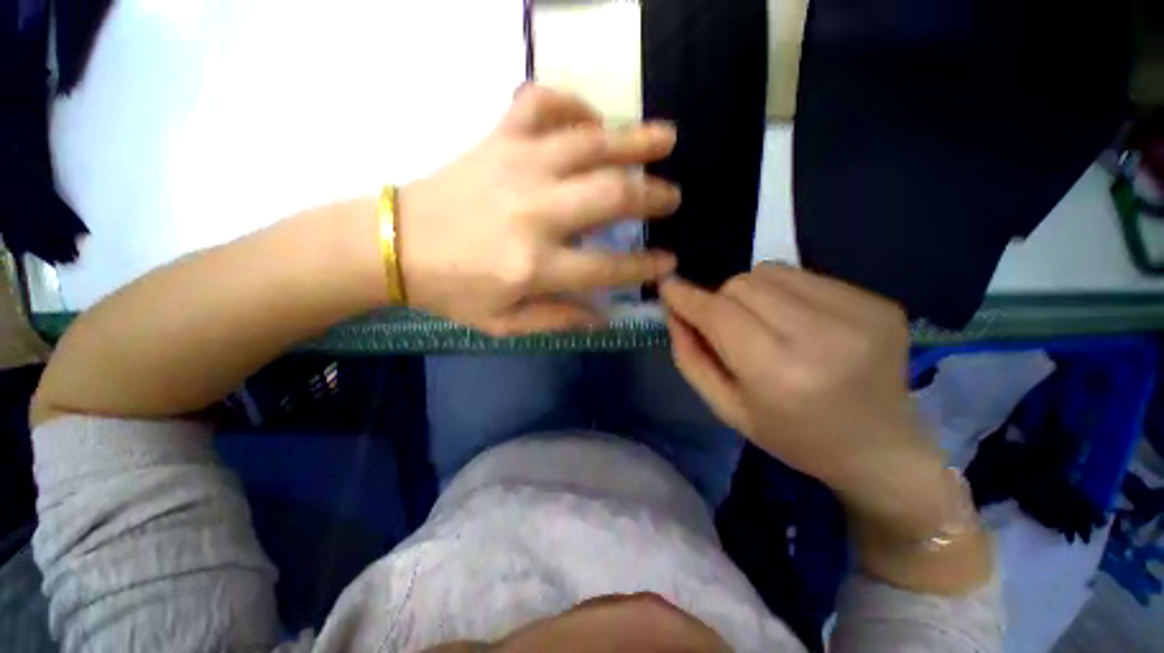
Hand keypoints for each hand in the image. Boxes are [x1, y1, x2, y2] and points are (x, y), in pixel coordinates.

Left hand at [398, 86, 679, 335]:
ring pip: (589, 143)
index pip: (608, 267)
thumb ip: (558, 319)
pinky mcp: (497, 139)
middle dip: (651, 196)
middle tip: (673, 196)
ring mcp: (517, 166)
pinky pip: (542, 103)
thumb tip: (605, 316)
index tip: (669, 261)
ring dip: (634, 140)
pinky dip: (572, 103)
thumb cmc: (452, 291)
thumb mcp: (505, 324)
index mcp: (534, 265)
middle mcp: (534, 212)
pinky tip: (591, 118)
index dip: (645, 266)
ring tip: (666, 139)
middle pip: (610, 196)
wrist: (394, 244)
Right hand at [661, 264, 947, 531]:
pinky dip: (785, 292)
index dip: (687, 297)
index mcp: (780, 374)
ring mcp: (859, 313)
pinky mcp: (878, 301)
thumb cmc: (792, 436)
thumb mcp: (726, 408)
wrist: (881, 447)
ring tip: (766, 324)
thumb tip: (673, 311)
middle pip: (742, 284)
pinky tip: (799, 322)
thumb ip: (691, 357)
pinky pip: (804, 276)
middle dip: (722, 301)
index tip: (667, 287)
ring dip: (753, 293)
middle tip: (731, 329)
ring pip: (770, 271)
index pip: (719, 315)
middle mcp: (823, 336)